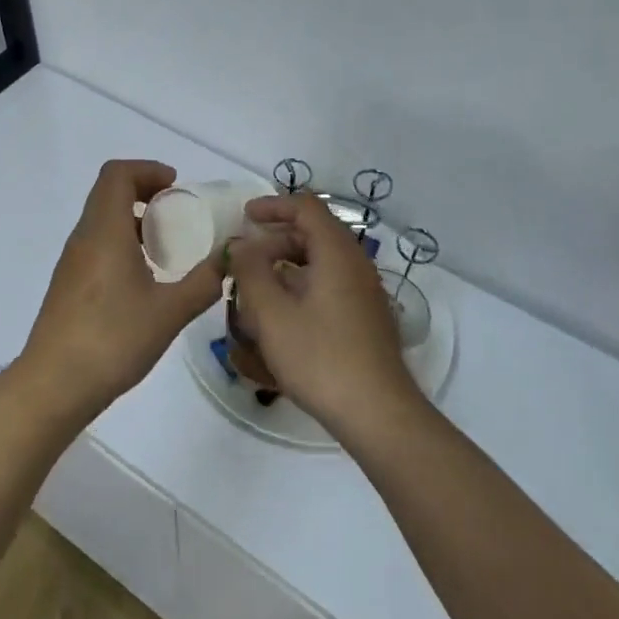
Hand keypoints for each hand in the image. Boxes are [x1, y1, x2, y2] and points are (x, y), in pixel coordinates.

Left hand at [18, 160, 224, 419]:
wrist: (55, 384)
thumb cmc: (113, 340)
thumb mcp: (170, 312)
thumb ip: (204, 282)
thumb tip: (229, 259)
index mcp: (104, 231)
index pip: (117, 174)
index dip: (147, 170)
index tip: (176, 187)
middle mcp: (83, 238)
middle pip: (109, 192)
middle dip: (145, 192)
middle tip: (178, 213)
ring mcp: (72, 261)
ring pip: (102, 219)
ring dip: (134, 219)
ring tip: (167, 246)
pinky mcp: (68, 284)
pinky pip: (97, 244)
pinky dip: (122, 242)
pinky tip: (144, 278)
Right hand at [228, 195, 420, 441]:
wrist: (377, 413)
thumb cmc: (320, 358)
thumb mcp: (272, 314)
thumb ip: (251, 271)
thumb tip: (241, 244)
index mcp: (337, 253)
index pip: (306, 208)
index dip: (273, 206)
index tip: (245, 216)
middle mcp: (356, 265)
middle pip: (314, 234)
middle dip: (276, 240)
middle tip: (245, 260)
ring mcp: (365, 293)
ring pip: (321, 263)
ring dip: (286, 267)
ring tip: (255, 291)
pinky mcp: (366, 318)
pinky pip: (330, 286)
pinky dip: (302, 287)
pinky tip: (281, 317)